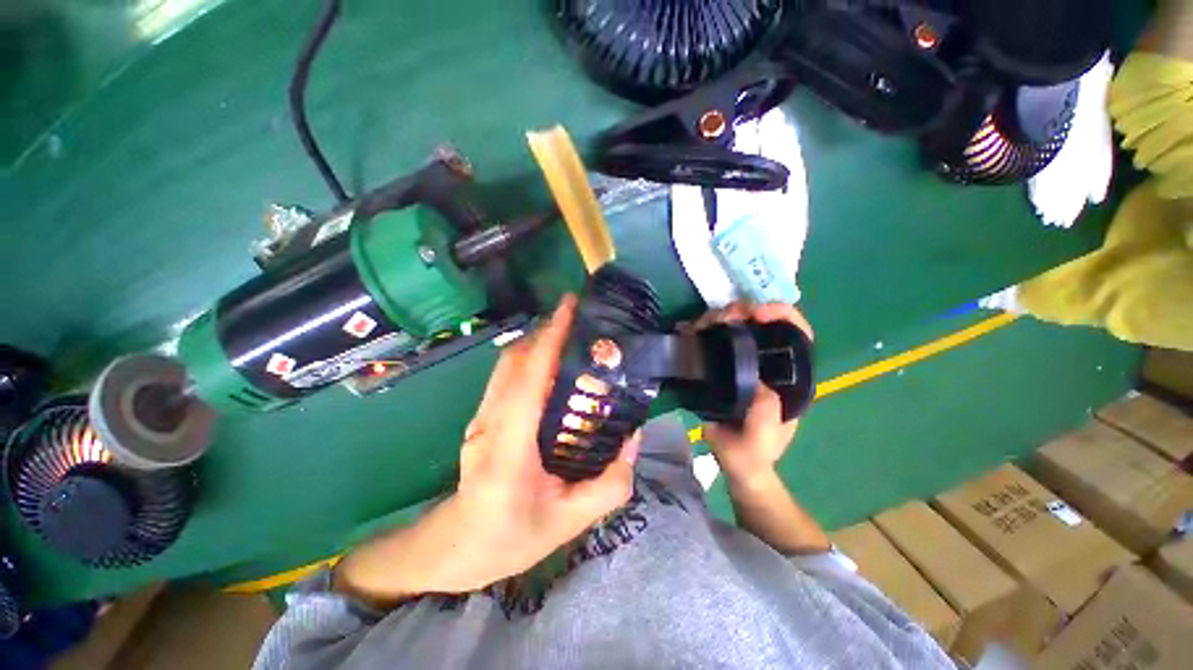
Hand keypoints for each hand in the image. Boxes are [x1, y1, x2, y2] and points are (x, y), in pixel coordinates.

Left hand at [335, 296, 639, 604]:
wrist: (455, 548)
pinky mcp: (481, 417)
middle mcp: (489, 423)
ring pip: (507, 364)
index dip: (549, 339)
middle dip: (546, 331)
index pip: (530, 379)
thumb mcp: (569, 522)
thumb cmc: (510, 539)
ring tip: (569, 333)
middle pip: (514, 361)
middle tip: (579, 318)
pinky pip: (506, 376)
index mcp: (509, 449)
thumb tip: (632, 436)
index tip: (569, 308)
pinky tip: (552, 363)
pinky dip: (529, 358)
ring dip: (537, 341)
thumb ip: (609, 484)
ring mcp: (480, 417)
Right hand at [689, 303, 813, 486]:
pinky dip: (704, 329)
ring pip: (737, 327)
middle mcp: (769, 365)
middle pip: (763, 324)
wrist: (735, 463)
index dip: (782, 315)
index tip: (755, 314)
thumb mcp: (761, 438)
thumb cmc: (752, 453)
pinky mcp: (723, 366)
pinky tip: (691, 330)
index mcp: (789, 378)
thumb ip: (765, 413)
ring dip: (719, 318)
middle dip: (743, 311)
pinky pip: (715, 339)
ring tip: (699, 325)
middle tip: (719, 318)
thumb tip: (756, 379)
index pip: (797, 334)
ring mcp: (745, 364)